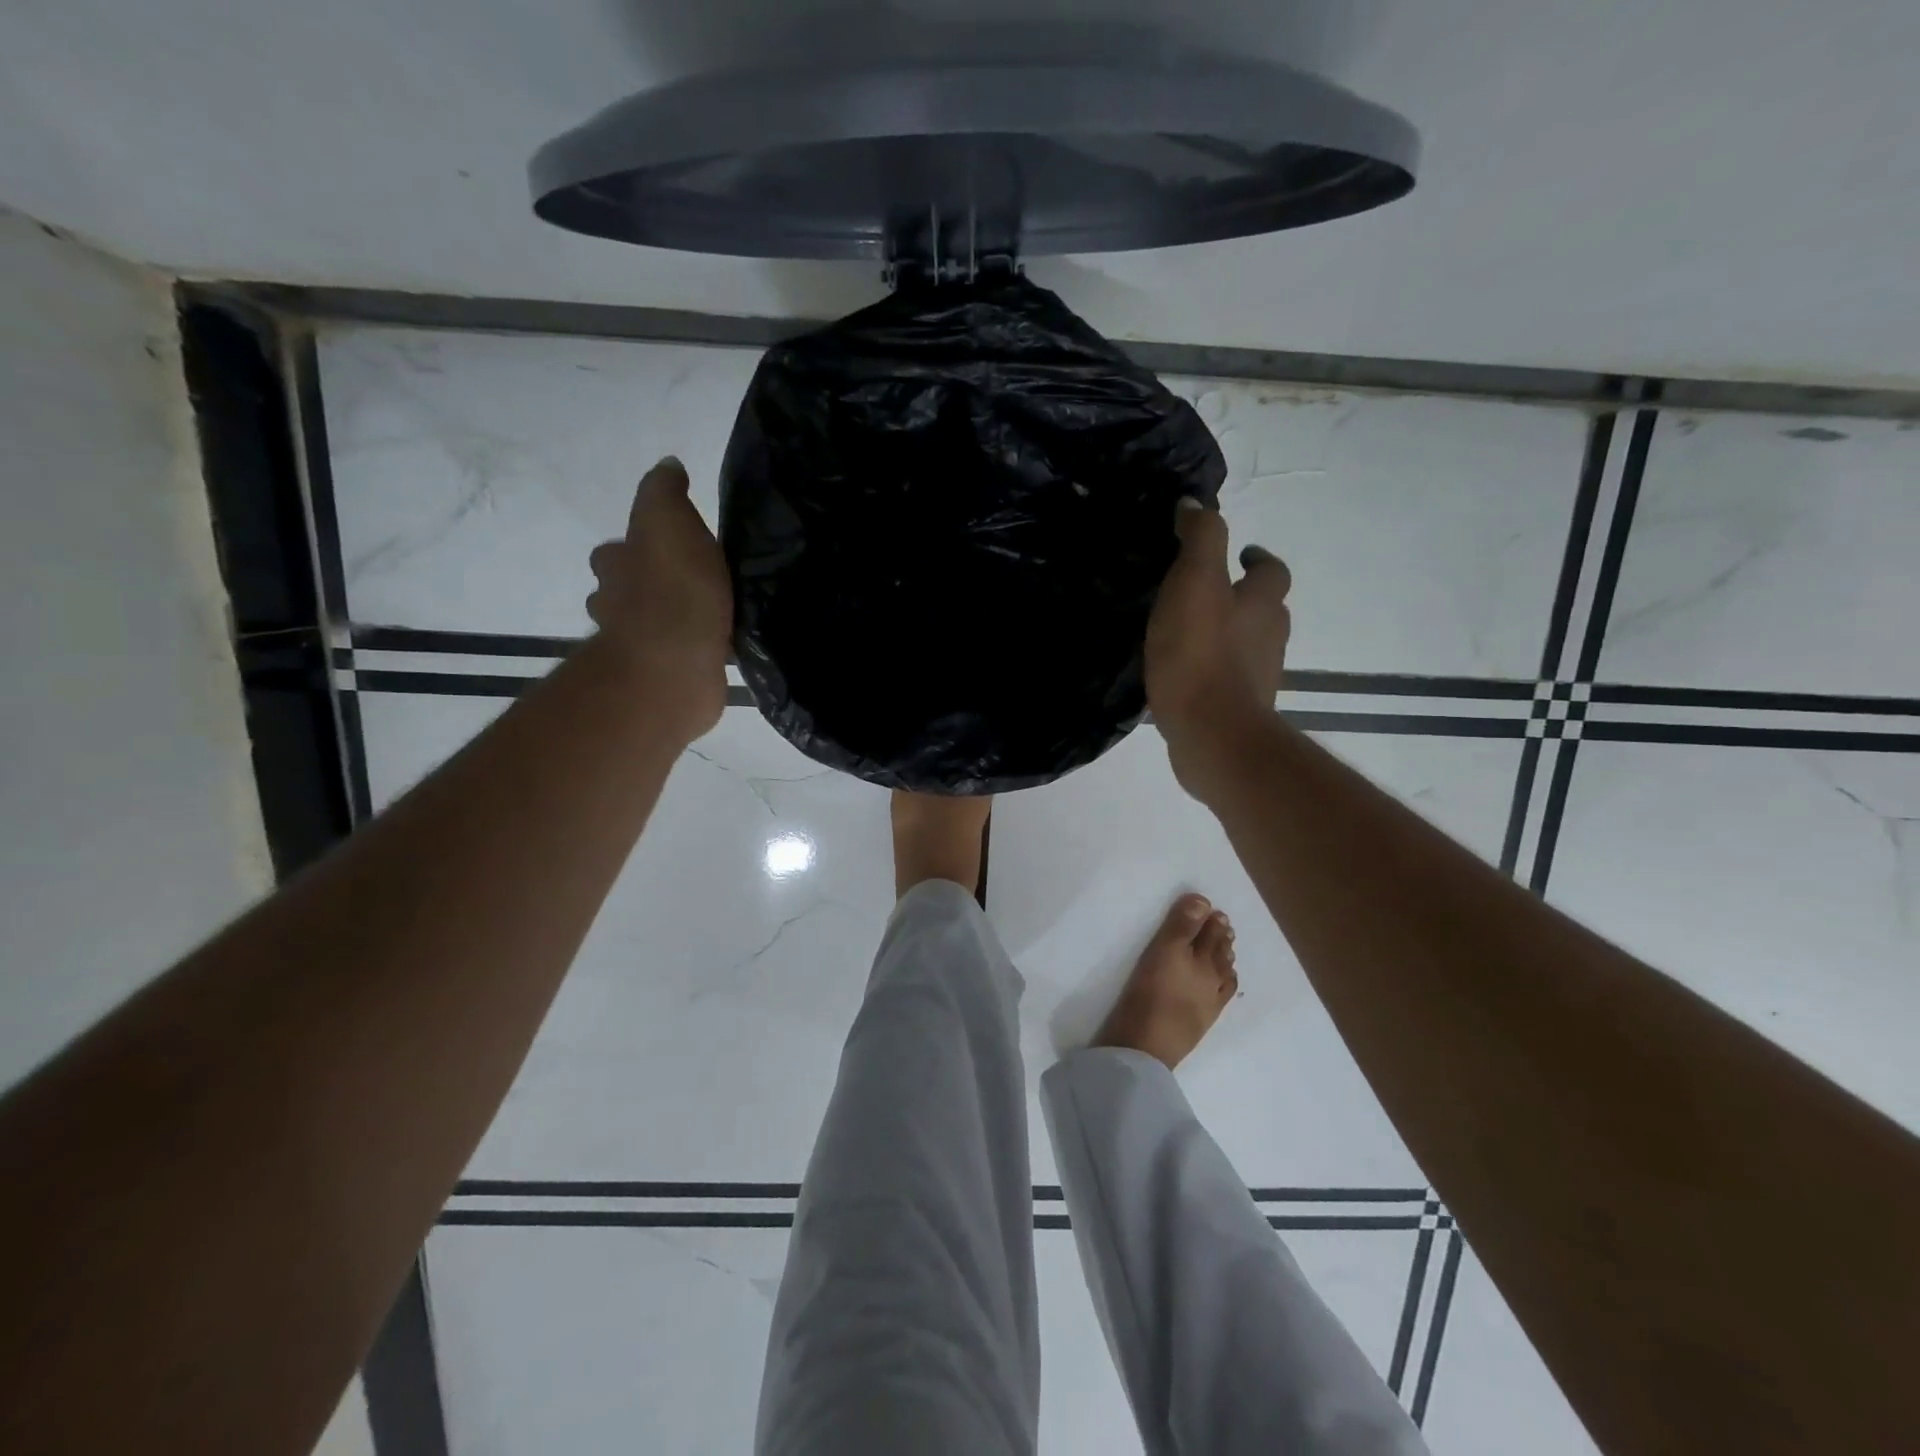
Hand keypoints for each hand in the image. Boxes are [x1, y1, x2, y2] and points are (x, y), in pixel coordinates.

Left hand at [586, 457, 732, 743]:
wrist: (676, 662)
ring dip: (668, 621)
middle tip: (689, 583)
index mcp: (615, 564)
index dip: (634, 546)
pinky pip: (676, 655)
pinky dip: (690, 650)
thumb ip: (665, 492)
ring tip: (708, 615)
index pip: (615, 550)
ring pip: (647, 626)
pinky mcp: (662, 675)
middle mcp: (614, 604)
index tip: (666, 548)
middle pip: (623, 590)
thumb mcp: (670, 520)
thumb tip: (667, 465)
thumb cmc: (673, 588)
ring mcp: (636, 646)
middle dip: (646, 587)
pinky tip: (716, 646)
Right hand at [1145, 499, 1291, 800]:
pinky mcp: (1239, 708)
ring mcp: (1258, 677)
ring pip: (1248, 645)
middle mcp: (1271, 638)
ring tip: (1189, 632)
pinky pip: (1227, 678)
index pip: (1272, 570)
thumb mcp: (1195, 582)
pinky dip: (1213, 669)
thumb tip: (1194, 504)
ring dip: (1228, 634)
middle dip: (1243, 598)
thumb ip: (1199, 538)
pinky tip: (1184, 674)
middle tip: (1208, 593)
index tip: (1239, 554)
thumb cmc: (1202, 654)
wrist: (1212, 734)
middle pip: (1266, 609)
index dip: (1256, 558)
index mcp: (1264, 603)